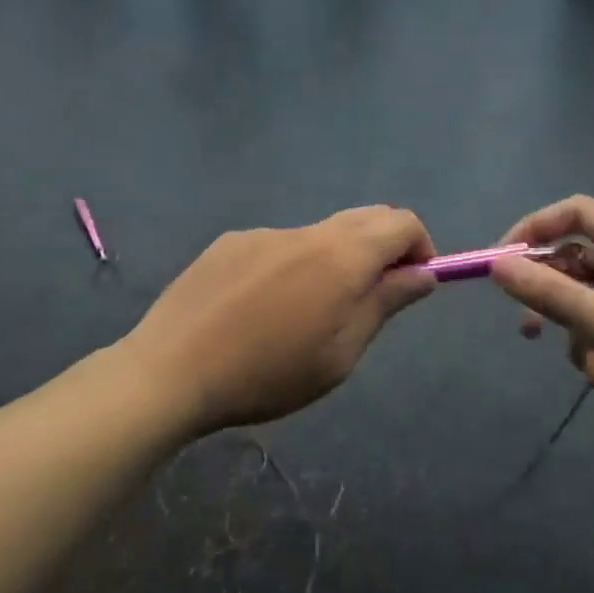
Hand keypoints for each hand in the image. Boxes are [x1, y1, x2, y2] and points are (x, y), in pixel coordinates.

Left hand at [125, 206, 435, 433]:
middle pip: (365, 218)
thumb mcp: (340, 354)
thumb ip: (385, 304)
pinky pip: (279, 245)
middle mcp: (307, 231)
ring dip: (335, 259)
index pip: (402, 223)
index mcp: (342, 256)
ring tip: (307, 312)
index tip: (413, 283)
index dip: (420, 247)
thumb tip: (423, 273)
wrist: (170, 370)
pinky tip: (261, 308)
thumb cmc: (267, 374)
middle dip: (384, 247)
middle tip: (372, 297)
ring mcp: (264, 232)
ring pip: (320, 234)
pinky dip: (293, 265)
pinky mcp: (230, 241)